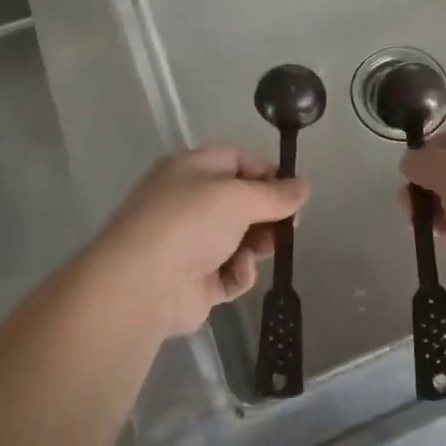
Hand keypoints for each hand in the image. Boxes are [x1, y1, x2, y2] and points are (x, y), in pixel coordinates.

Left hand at [88, 146, 308, 338]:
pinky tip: (237, 272)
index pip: (236, 160)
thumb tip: (304, 186)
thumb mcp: (238, 198)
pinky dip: (238, 273)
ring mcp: (189, 243)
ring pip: (238, 238)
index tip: (292, 191)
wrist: (141, 285)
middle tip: (290, 226)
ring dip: (256, 245)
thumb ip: (275, 194)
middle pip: (240, 202)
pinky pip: (228, 272)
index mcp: (190, 170)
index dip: (266, 172)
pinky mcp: (193, 281)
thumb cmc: (189, 223)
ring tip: (264, 250)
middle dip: (267, 214)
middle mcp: (187, 202)